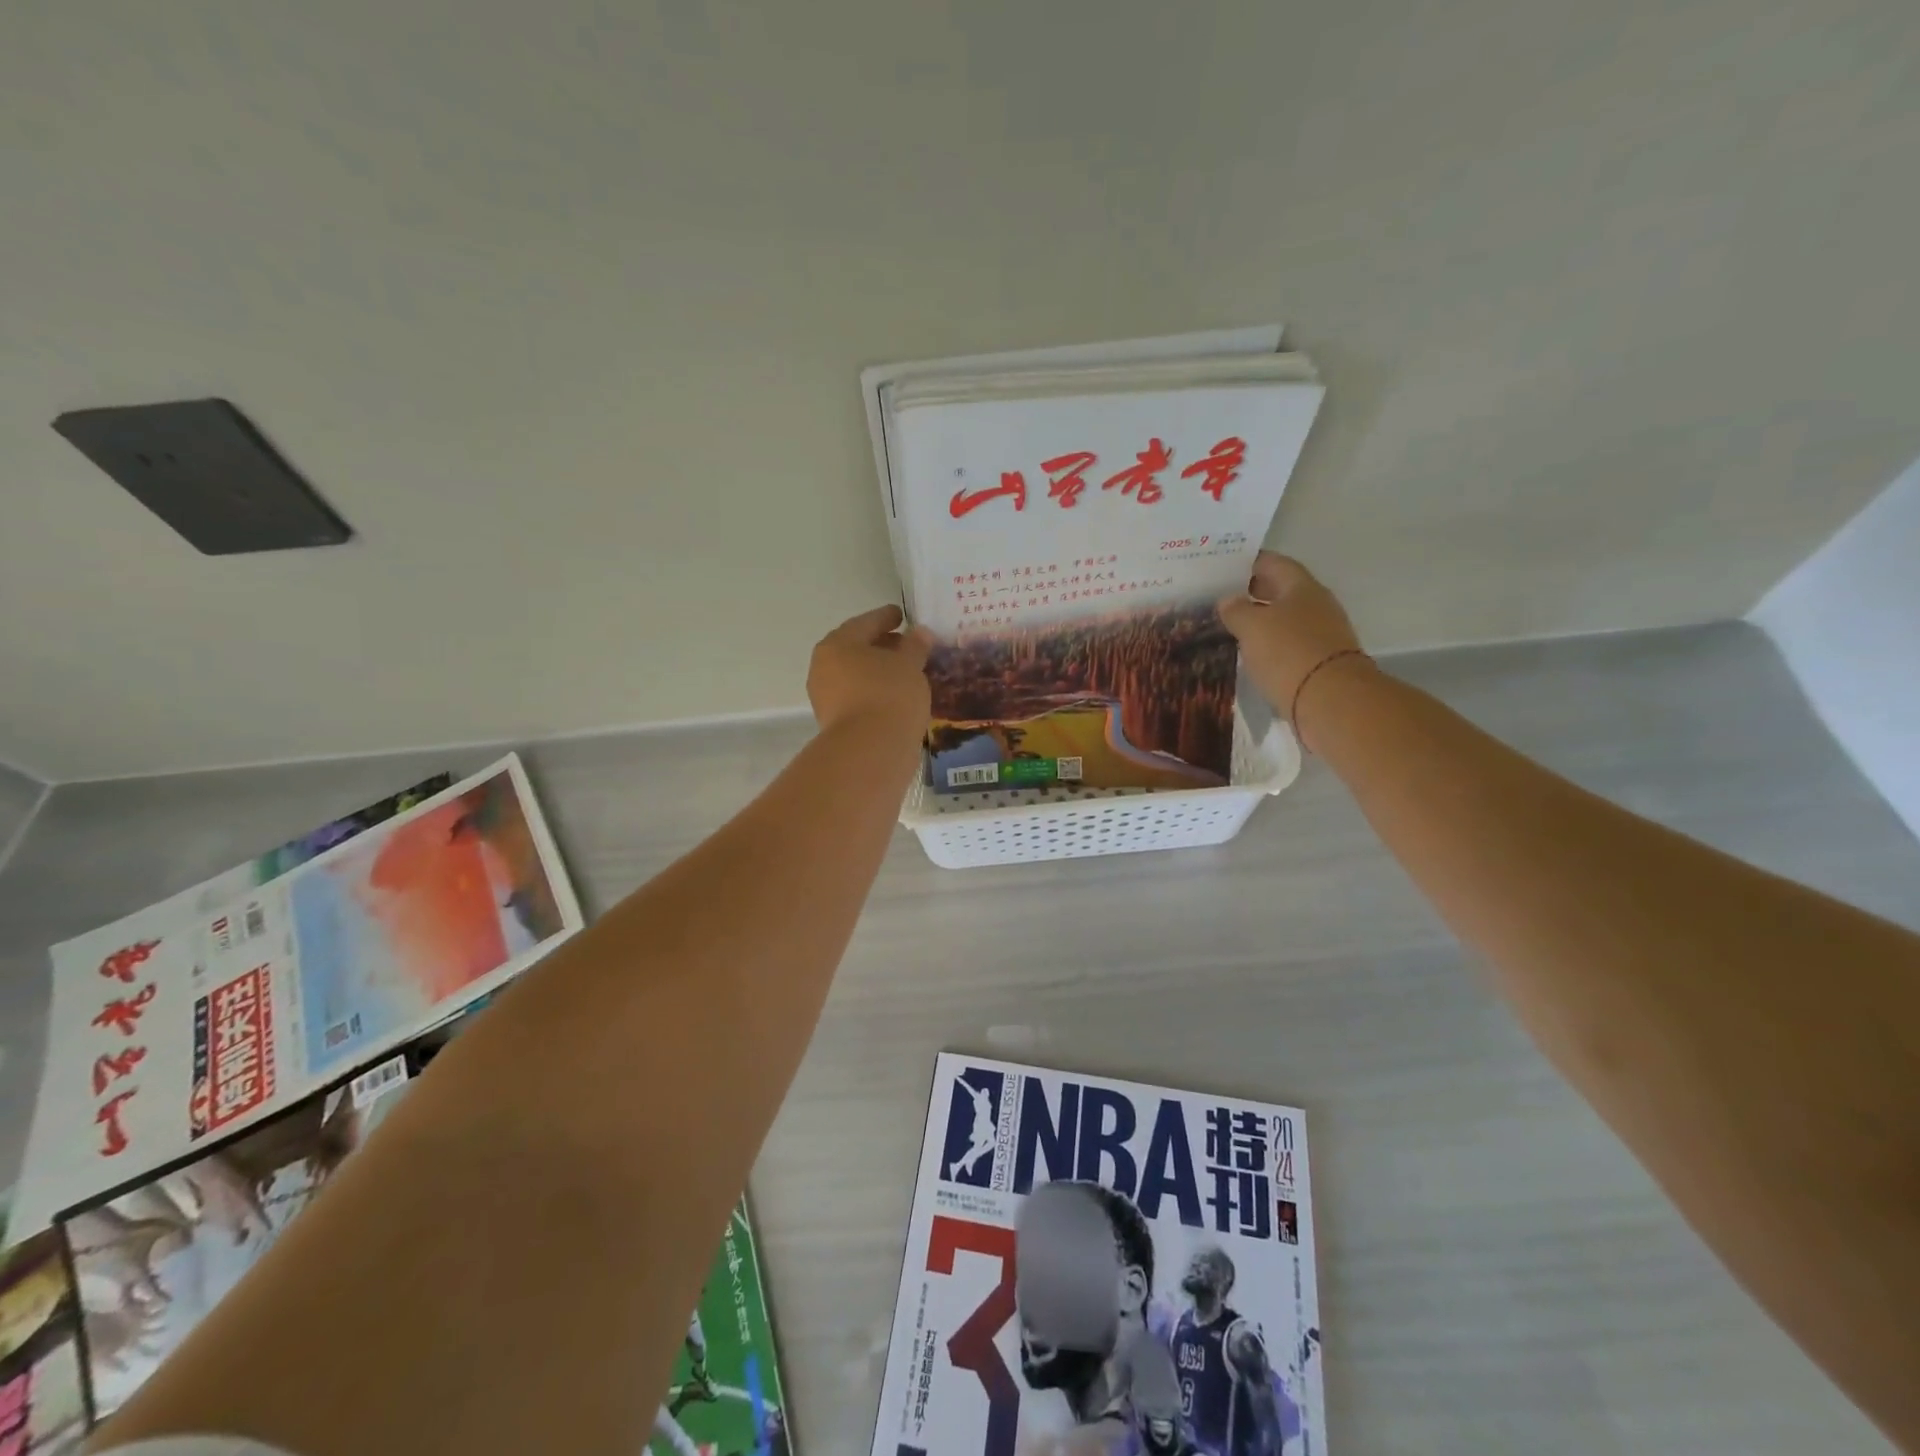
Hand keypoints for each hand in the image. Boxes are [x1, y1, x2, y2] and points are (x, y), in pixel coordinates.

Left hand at [807, 604, 932, 734]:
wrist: (869, 751)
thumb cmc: (889, 695)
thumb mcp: (909, 665)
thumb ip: (915, 646)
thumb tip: (919, 632)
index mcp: (838, 643)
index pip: (866, 622)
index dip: (886, 617)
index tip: (902, 615)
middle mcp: (824, 667)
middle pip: (856, 648)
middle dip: (881, 645)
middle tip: (906, 645)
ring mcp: (826, 697)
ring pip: (856, 675)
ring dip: (878, 671)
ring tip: (905, 673)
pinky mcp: (834, 723)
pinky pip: (858, 697)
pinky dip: (875, 692)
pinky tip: (895, 696)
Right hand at [1218, 553, 1368, 746]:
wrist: (1330, 699)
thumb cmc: (1288, 652)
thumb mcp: (1251, 626)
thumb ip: (1236, 609)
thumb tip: (1228, 599)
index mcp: (1302, 587)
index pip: (1273, 563)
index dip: (1249, 562)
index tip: (1224, 566)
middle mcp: (1316, 604)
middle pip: (1281, 589)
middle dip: (1252, 591)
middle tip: (1221, 597)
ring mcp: (1322, 633)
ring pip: (1285, 617)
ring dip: (1261, 619)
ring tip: (1231, 626)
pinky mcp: (1320, 660)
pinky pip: (1290, 642)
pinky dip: (1270, 643)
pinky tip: (1251, 652)